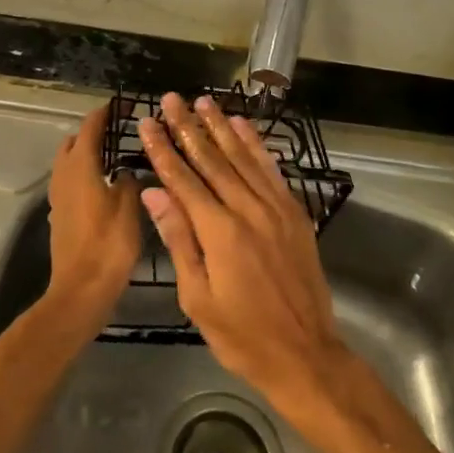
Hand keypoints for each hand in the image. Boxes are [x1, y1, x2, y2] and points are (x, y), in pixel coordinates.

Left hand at [44, 105, 142, 331]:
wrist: (81, 290)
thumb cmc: (109, 245)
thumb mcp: (129, 207)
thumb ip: (128, 181)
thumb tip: (125, 172)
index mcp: (81, 166)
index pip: (90, 128)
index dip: (104, 114)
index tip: (120, 105)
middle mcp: (64, 175)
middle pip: (74, 142)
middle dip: (92, 133)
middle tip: (119, 133)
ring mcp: (58, 196)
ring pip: (68, 162)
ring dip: (86, 154)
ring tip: (114, 158)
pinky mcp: (60, 214)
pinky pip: (69, 181)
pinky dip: (83, 174)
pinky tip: (104, 186)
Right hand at [137, 93, 349, 412]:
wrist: (306, 354)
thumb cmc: (242, 334)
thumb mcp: (198, 297)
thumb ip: (178, 239)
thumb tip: (154, 193)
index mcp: (219, 232)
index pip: (183, 179)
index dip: (163, 149)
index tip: (148, 122)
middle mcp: (248, 209)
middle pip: (212, 159)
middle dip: (188, 127)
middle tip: (172, 99)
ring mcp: (275, 208)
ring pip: (242, 157)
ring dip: (221, 127)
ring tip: (203, 101)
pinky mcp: (294, 212)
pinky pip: (271, 169)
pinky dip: (256, 145)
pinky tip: (243, 126)